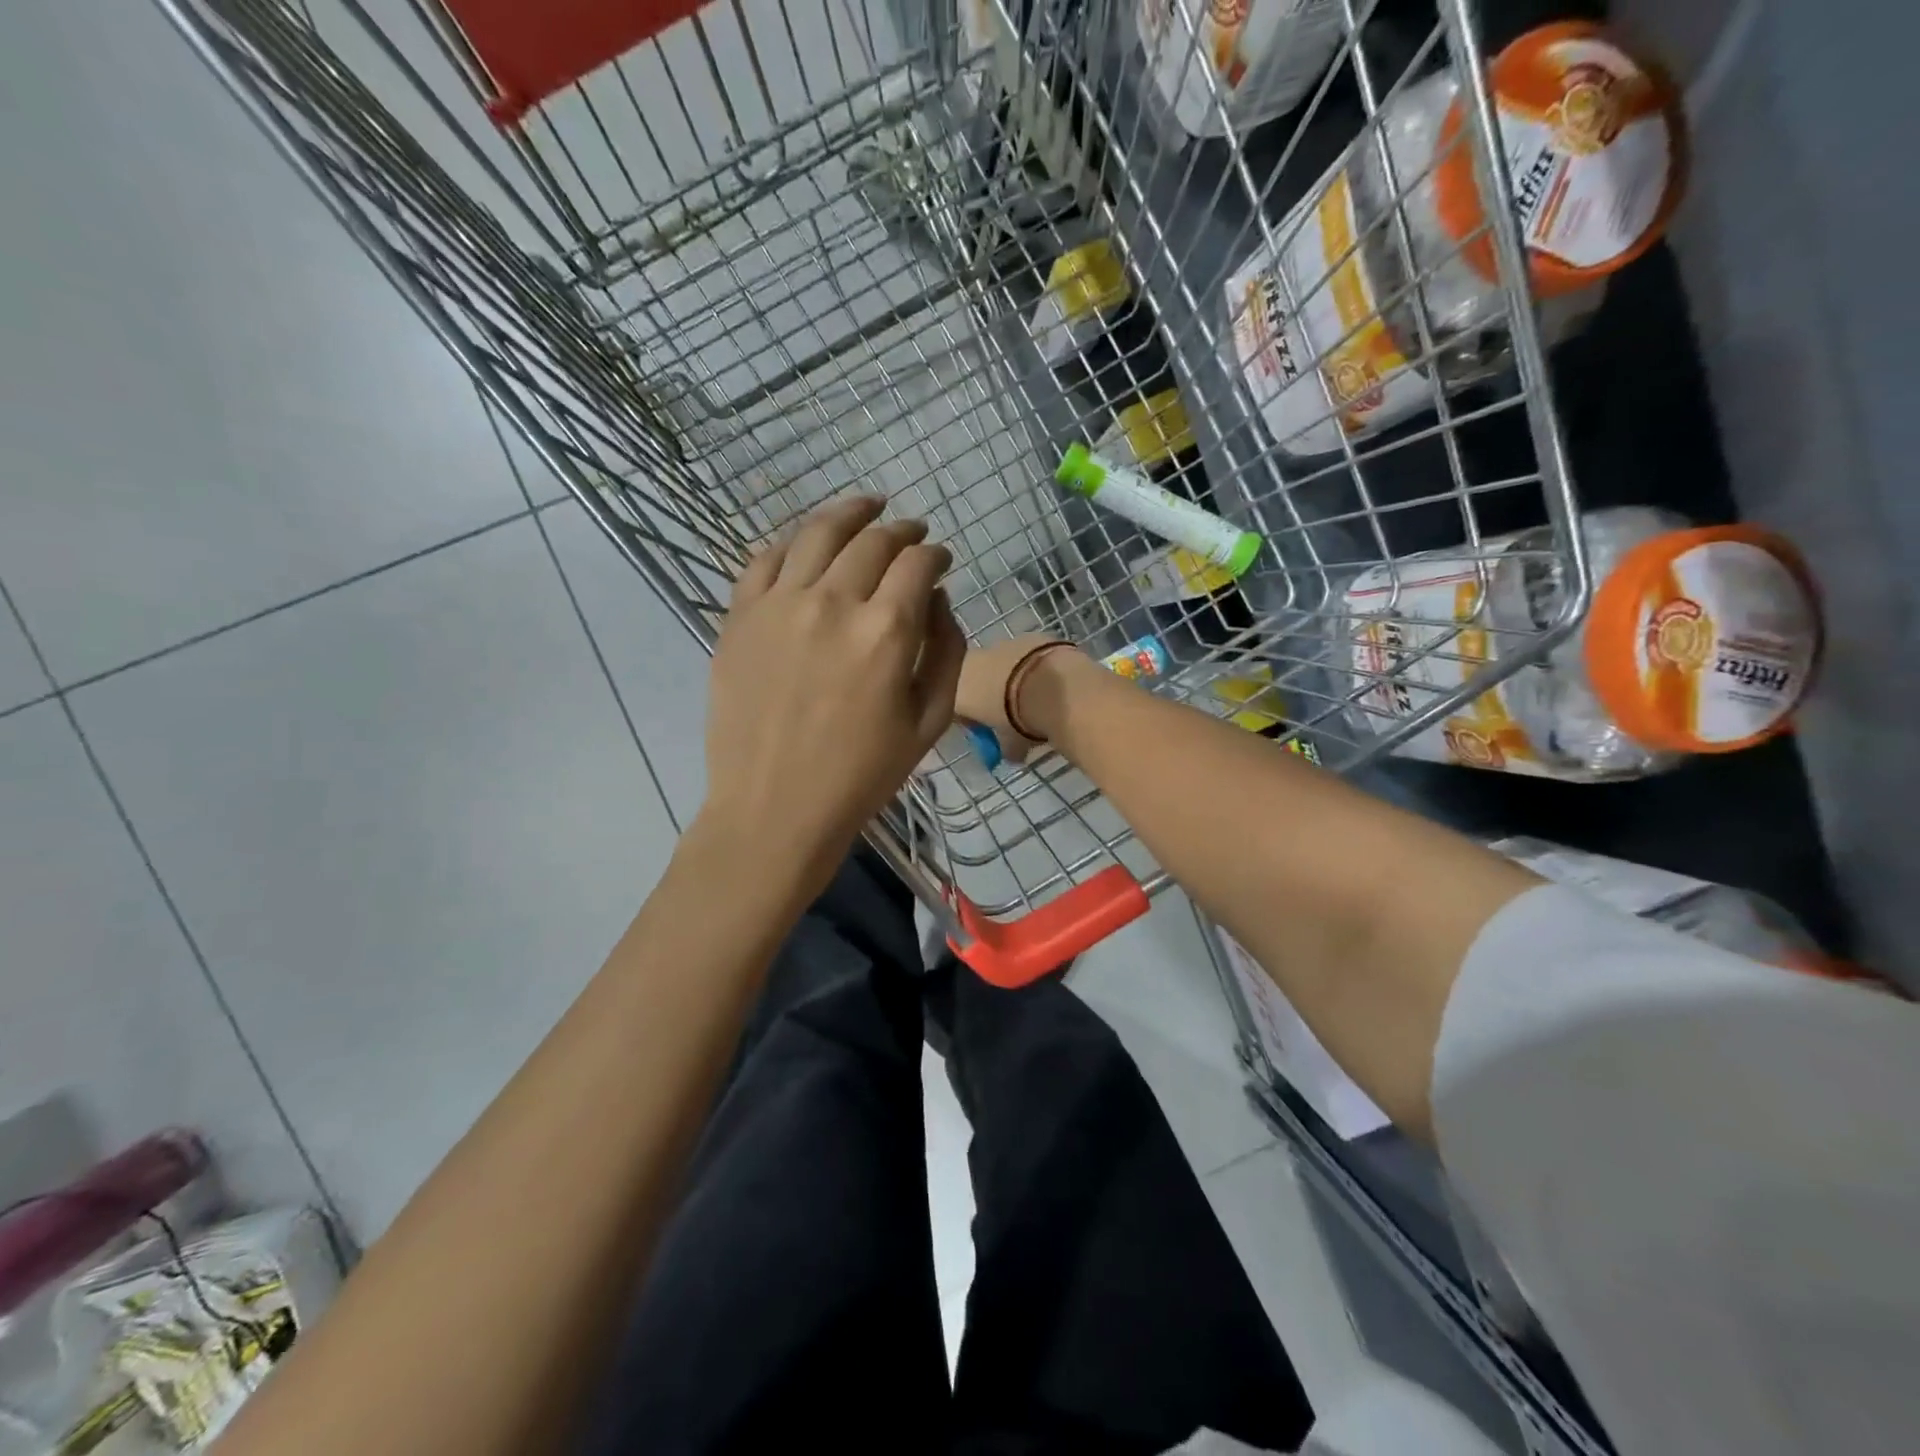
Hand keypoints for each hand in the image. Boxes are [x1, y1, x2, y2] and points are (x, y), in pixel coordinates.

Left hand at [700, 497, 964, 884]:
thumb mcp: (930, 722)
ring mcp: (778, 604)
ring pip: (817, 532)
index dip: (935, 553)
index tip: (941, 559)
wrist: (775, 808)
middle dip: (901, 530)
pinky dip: (792, 542)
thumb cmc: (862, 775)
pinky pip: (764, 559)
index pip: (918, 563)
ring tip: (866, 506)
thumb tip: (938, 598)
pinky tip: (806, 542)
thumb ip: (946, 650)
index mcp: (885, 631)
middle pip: (872, 540)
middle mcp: (832, 602)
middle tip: (912, 531)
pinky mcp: (739, 617)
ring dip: (849, 512)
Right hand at [955, 634, 1082, 763]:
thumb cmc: (1017, 718)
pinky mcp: (1027, 636)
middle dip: (990, 696)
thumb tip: (1012, 755)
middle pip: (975, 681)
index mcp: (955, 690)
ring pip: (1000, 665)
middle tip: (1012, 715)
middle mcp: (970, 662)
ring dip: (1011, 678)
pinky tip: (1050, 682)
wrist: (1050, 685)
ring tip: (1035, 697)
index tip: (988, 732)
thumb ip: (1005, 748)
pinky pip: (1024, 655)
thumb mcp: (1010, 743)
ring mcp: (999, 644)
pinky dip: (1032, 666)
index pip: (955, 707)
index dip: (972, 721)